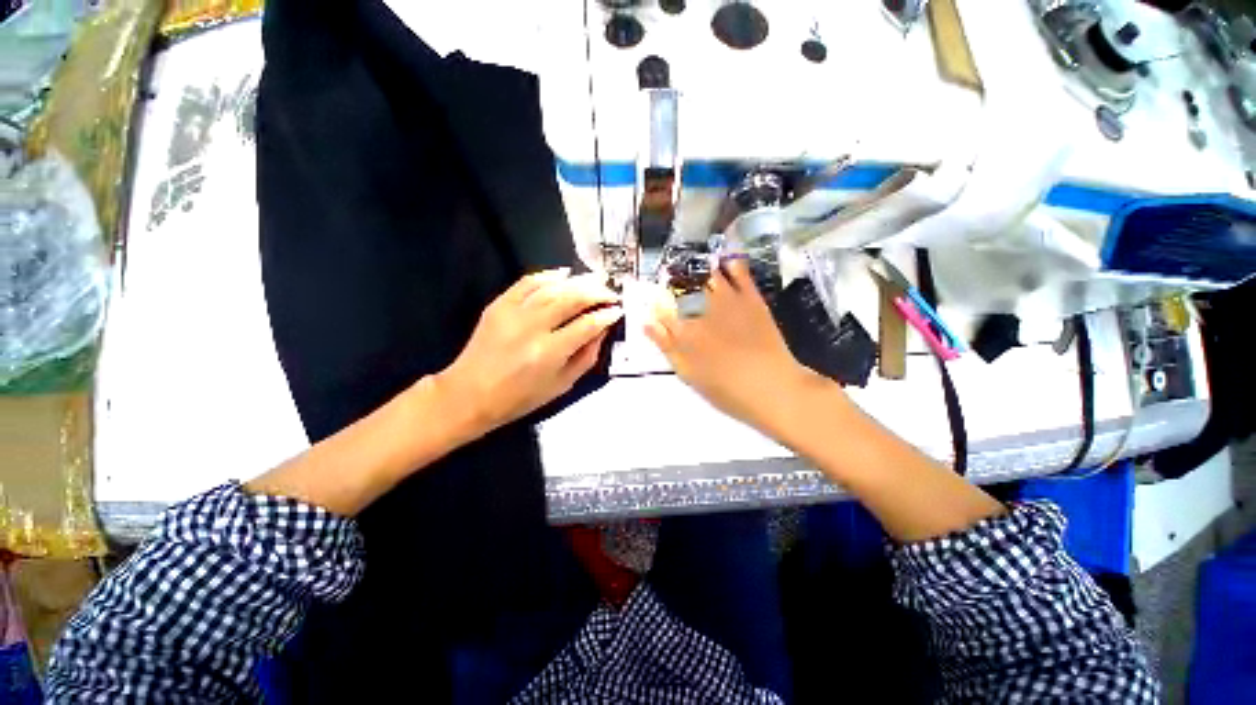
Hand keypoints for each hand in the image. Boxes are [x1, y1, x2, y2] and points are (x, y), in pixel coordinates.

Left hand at [434, 269, 621, 437]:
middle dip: (596, 292)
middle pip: (572, 299)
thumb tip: (602, 331)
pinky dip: (547, 275)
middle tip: (610, 292)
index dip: (606, 316)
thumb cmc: (520, 398)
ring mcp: (513, 313)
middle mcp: (533, 328)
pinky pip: (526, 282)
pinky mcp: (499, 305)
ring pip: (553, 288)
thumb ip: (586, 357)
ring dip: (578, 281)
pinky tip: (564, 273)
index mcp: (550, 353)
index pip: (587, 325)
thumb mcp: (562, 385)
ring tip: (596, 279)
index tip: (617, 311)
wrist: (470, 394)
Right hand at [644, 259, 817, 431]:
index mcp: (684, 330)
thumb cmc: (726, 389)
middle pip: (682, 288)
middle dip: (674, 283)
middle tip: (671, 281)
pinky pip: (740, 273)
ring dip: (698, 270)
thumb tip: (648, 324)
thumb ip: (667, 347)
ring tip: (694, 268)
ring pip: (707, 276)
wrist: (773, 387)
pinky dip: (732, 265)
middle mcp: (702, 308)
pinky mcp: (751, 299)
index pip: (662, 309)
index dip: (656, 306)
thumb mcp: (688, 374)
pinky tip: (726, 262)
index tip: (655, 305)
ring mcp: (728, 300)